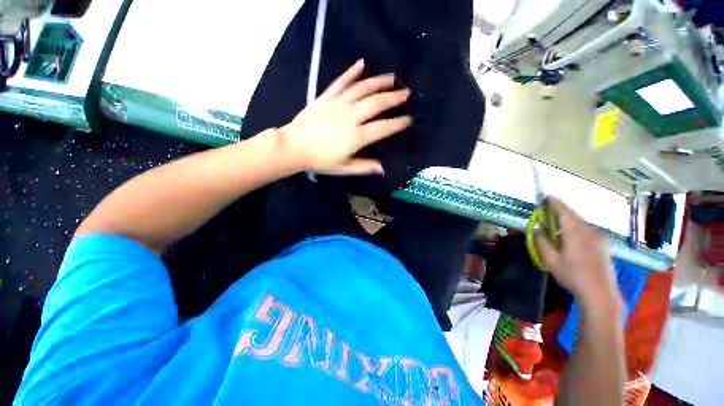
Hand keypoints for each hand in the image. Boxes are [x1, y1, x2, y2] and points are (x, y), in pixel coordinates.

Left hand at [279, 59, 412, 174]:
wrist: (293, 147)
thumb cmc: (319, 160)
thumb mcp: (343, 168)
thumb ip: (364, 166)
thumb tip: (382, 168)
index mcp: (356, 137)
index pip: (383, 127)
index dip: (397, 123)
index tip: (409, 119)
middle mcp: (350, 117)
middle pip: (376, 103)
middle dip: (394, 98)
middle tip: (406, 93)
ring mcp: (337, 104)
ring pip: (362, 89)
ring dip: (379, 82)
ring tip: (392, 77)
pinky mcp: (326, 98)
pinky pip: (341, 82)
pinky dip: (351, 72)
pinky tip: (362, 63)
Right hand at [535, 198, 623, 311]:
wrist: (601, 293)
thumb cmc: (573, 275)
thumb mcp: (551, 260)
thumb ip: (542, 242)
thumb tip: (537, 229)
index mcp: (575, 233)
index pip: (564, 212)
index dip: (555, 203)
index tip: (547, 196)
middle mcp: (590, 231)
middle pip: (574, 215)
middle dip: (561, 210)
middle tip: (548, 210)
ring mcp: (599, 237)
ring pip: (581, 222)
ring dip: (569, 220)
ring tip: (558, 224)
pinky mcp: (604, 244)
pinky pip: (588, 229)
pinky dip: (577, 227)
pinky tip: (572, 236)